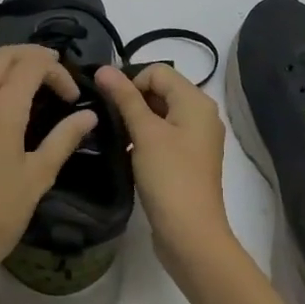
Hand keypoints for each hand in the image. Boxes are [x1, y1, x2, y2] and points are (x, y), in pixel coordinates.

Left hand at [0, 45, 96, 303]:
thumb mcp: (38, 178)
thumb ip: (64, 139)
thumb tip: (89, 116)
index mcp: (0, 109)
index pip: (32, 64)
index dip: (57, 71)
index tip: (72, 97)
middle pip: (2, 57)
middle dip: (31, 58)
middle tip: (54, 78)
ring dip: (7, 82)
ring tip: (29, 110)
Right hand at [95, 64, 231, 275]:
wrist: (190, 235)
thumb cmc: (169, 177)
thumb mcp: (144, 133)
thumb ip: (124, 98)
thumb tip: (103, 68)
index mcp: (196, 101)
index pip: (157, 71)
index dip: (131, 81)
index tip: (109, 104)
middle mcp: (201, 114)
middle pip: (160, 90)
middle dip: (132, 100)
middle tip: (108, 120)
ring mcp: (196, 138)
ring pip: (159, 113)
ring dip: (136, 120)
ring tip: (115, 137)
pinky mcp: (187, 159)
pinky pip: (163, 134)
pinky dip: (144, 137)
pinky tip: (127, 152)